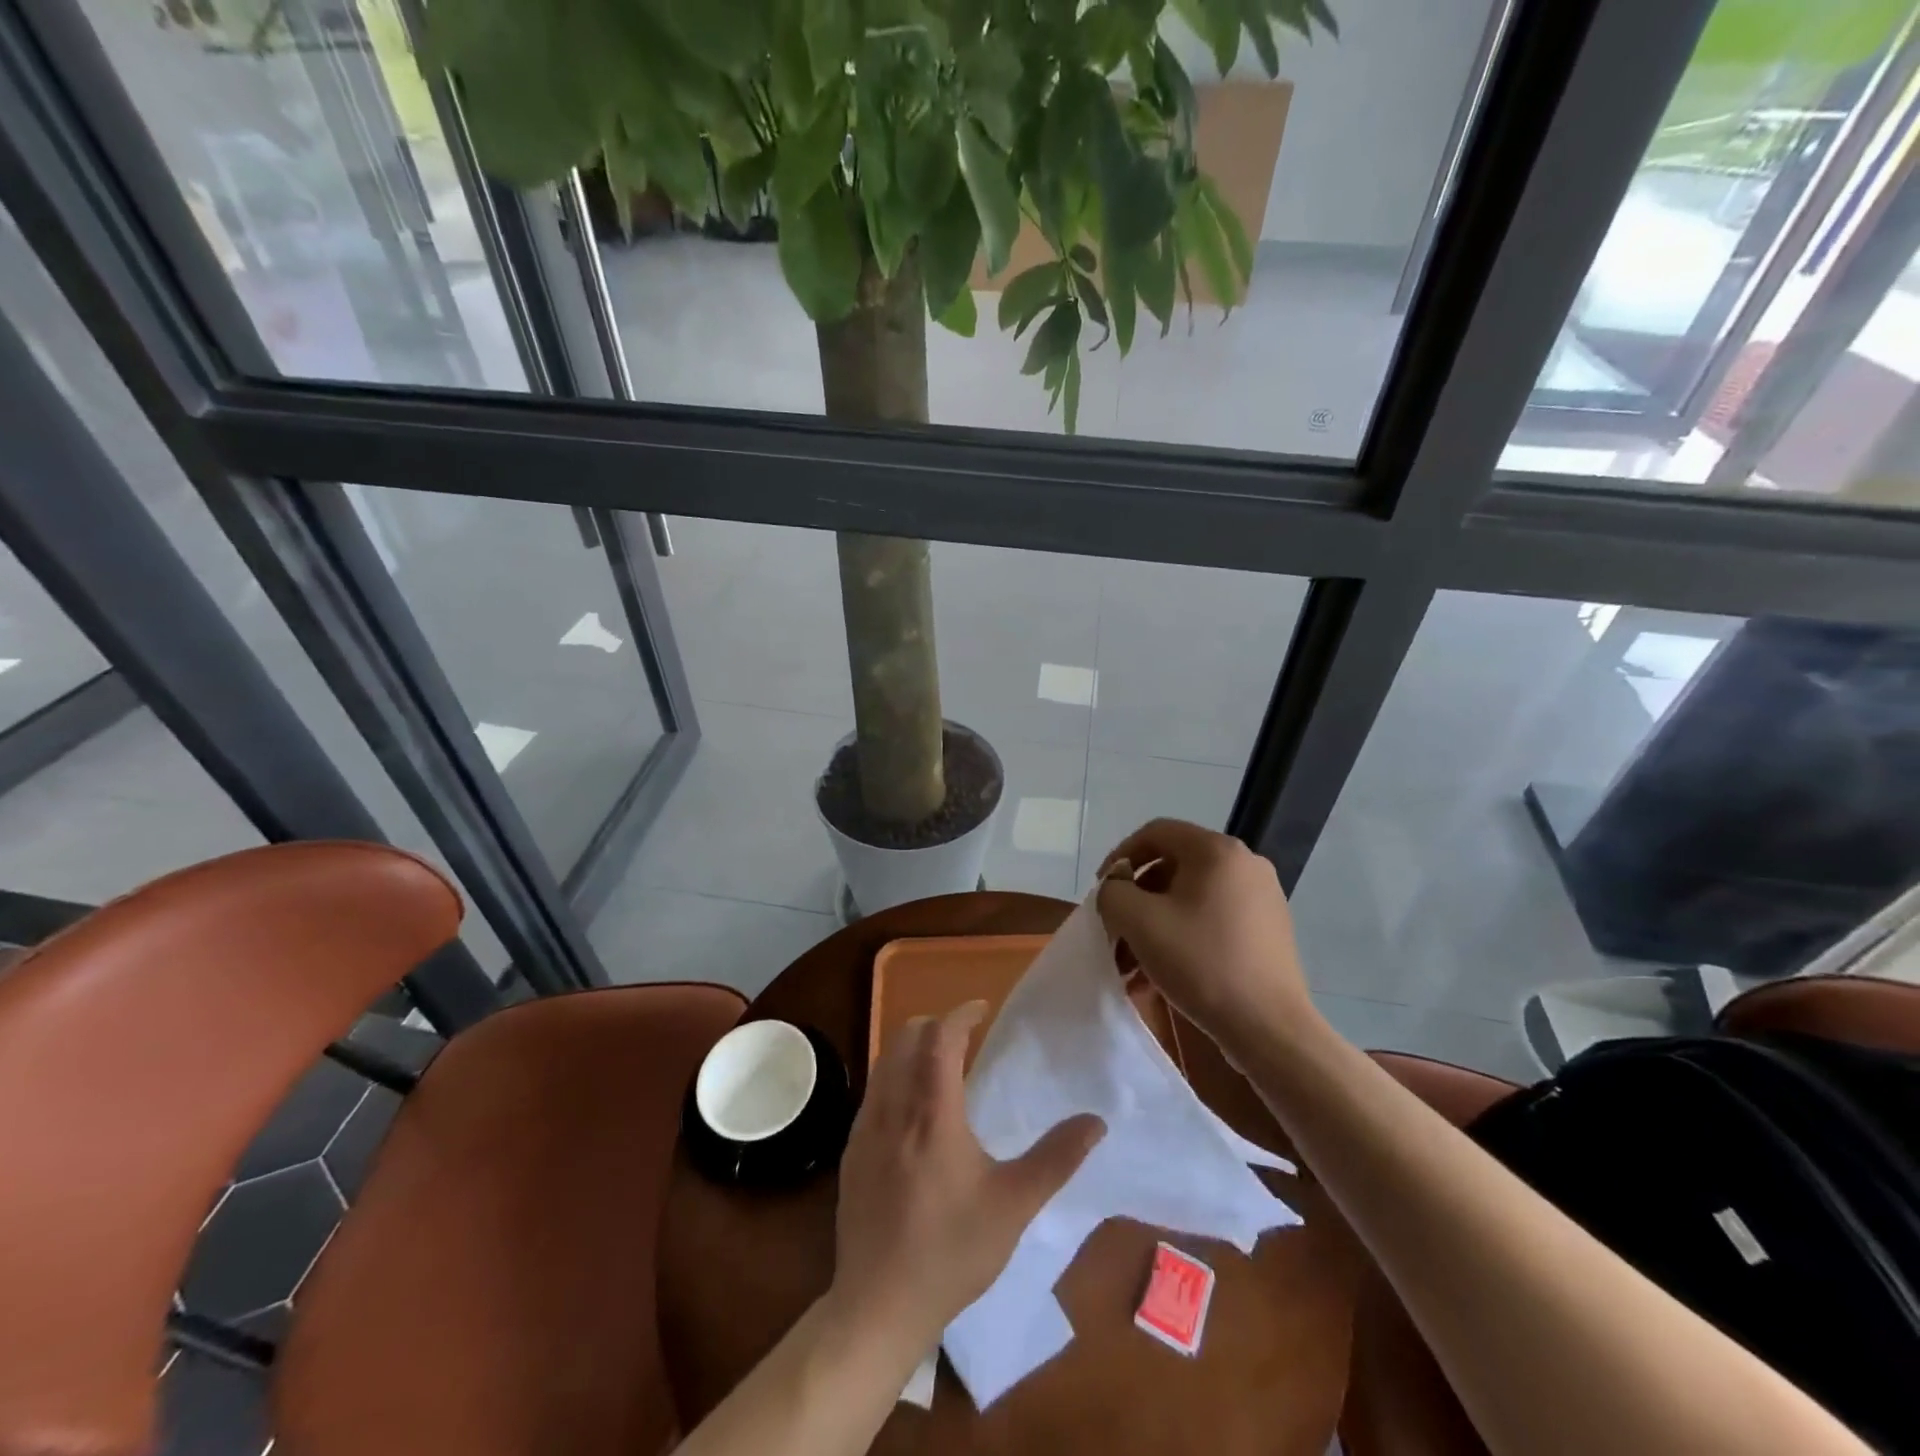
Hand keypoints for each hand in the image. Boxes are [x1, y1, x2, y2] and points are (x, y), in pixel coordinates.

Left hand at [828, 1002, 1105, 1350]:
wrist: (879, 1304)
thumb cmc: (952, 1252)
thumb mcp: (1014, 1206)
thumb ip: (1056, 1158)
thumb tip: (1096, 1121)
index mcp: (933, 1114)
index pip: (941, 1038)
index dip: (961, 1014)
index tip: (982, 1010)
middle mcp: (893, 1108)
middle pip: (906, 1038)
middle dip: (935, 1025)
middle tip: (964, 1036)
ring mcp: (865, 1128)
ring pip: (884, 1061)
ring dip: (912, 1048)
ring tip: (940, 1067)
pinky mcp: (850, 1150)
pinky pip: (872, 1091)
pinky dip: (894, 1077)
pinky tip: (912, 1110)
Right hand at [1096, 818, 1321, 1061]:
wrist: (1269, 1028)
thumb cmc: (1200, 963)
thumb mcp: (1138, 921)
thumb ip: (1113, 892)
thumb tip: (1118, 887)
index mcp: (1216, 850)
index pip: (1155, 832)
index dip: (1121, 855)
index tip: (1103, 889)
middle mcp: (1245, 863)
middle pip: (1174, 865)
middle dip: (1137, 897)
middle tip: (1116, 928)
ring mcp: (1262, 896)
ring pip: (1192, 896)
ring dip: (1156, 921)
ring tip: (1133, 960)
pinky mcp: (1268, 928)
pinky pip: (1213, 917)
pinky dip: (1183, 933)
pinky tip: (1163, 971)